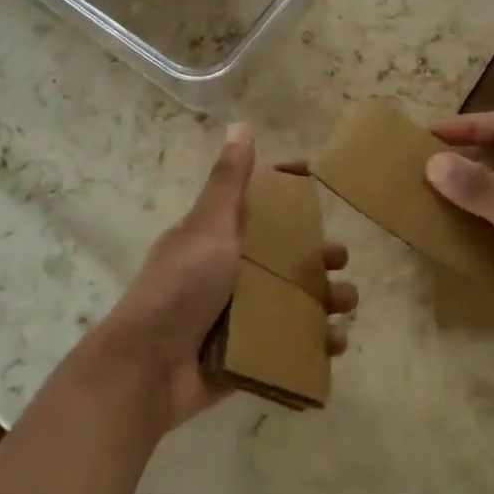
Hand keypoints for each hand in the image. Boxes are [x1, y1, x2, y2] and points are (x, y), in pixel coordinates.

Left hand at [94, 123, 357, 431]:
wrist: (148, 368)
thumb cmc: (181, 286)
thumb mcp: (208, 227)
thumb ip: (228, 182)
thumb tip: (241, 125)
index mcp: (217, 238)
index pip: (258, 204)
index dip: (287, 190)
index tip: (317, 177)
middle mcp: (228, 273)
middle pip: (282, 257)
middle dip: (316, 256)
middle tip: (340, 260)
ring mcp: (236, 316)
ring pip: (291, 301)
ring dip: (323, 300)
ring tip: (346, 304)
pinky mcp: (245, 355)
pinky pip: (287, 345)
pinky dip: (313, 344)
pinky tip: (334, 344)